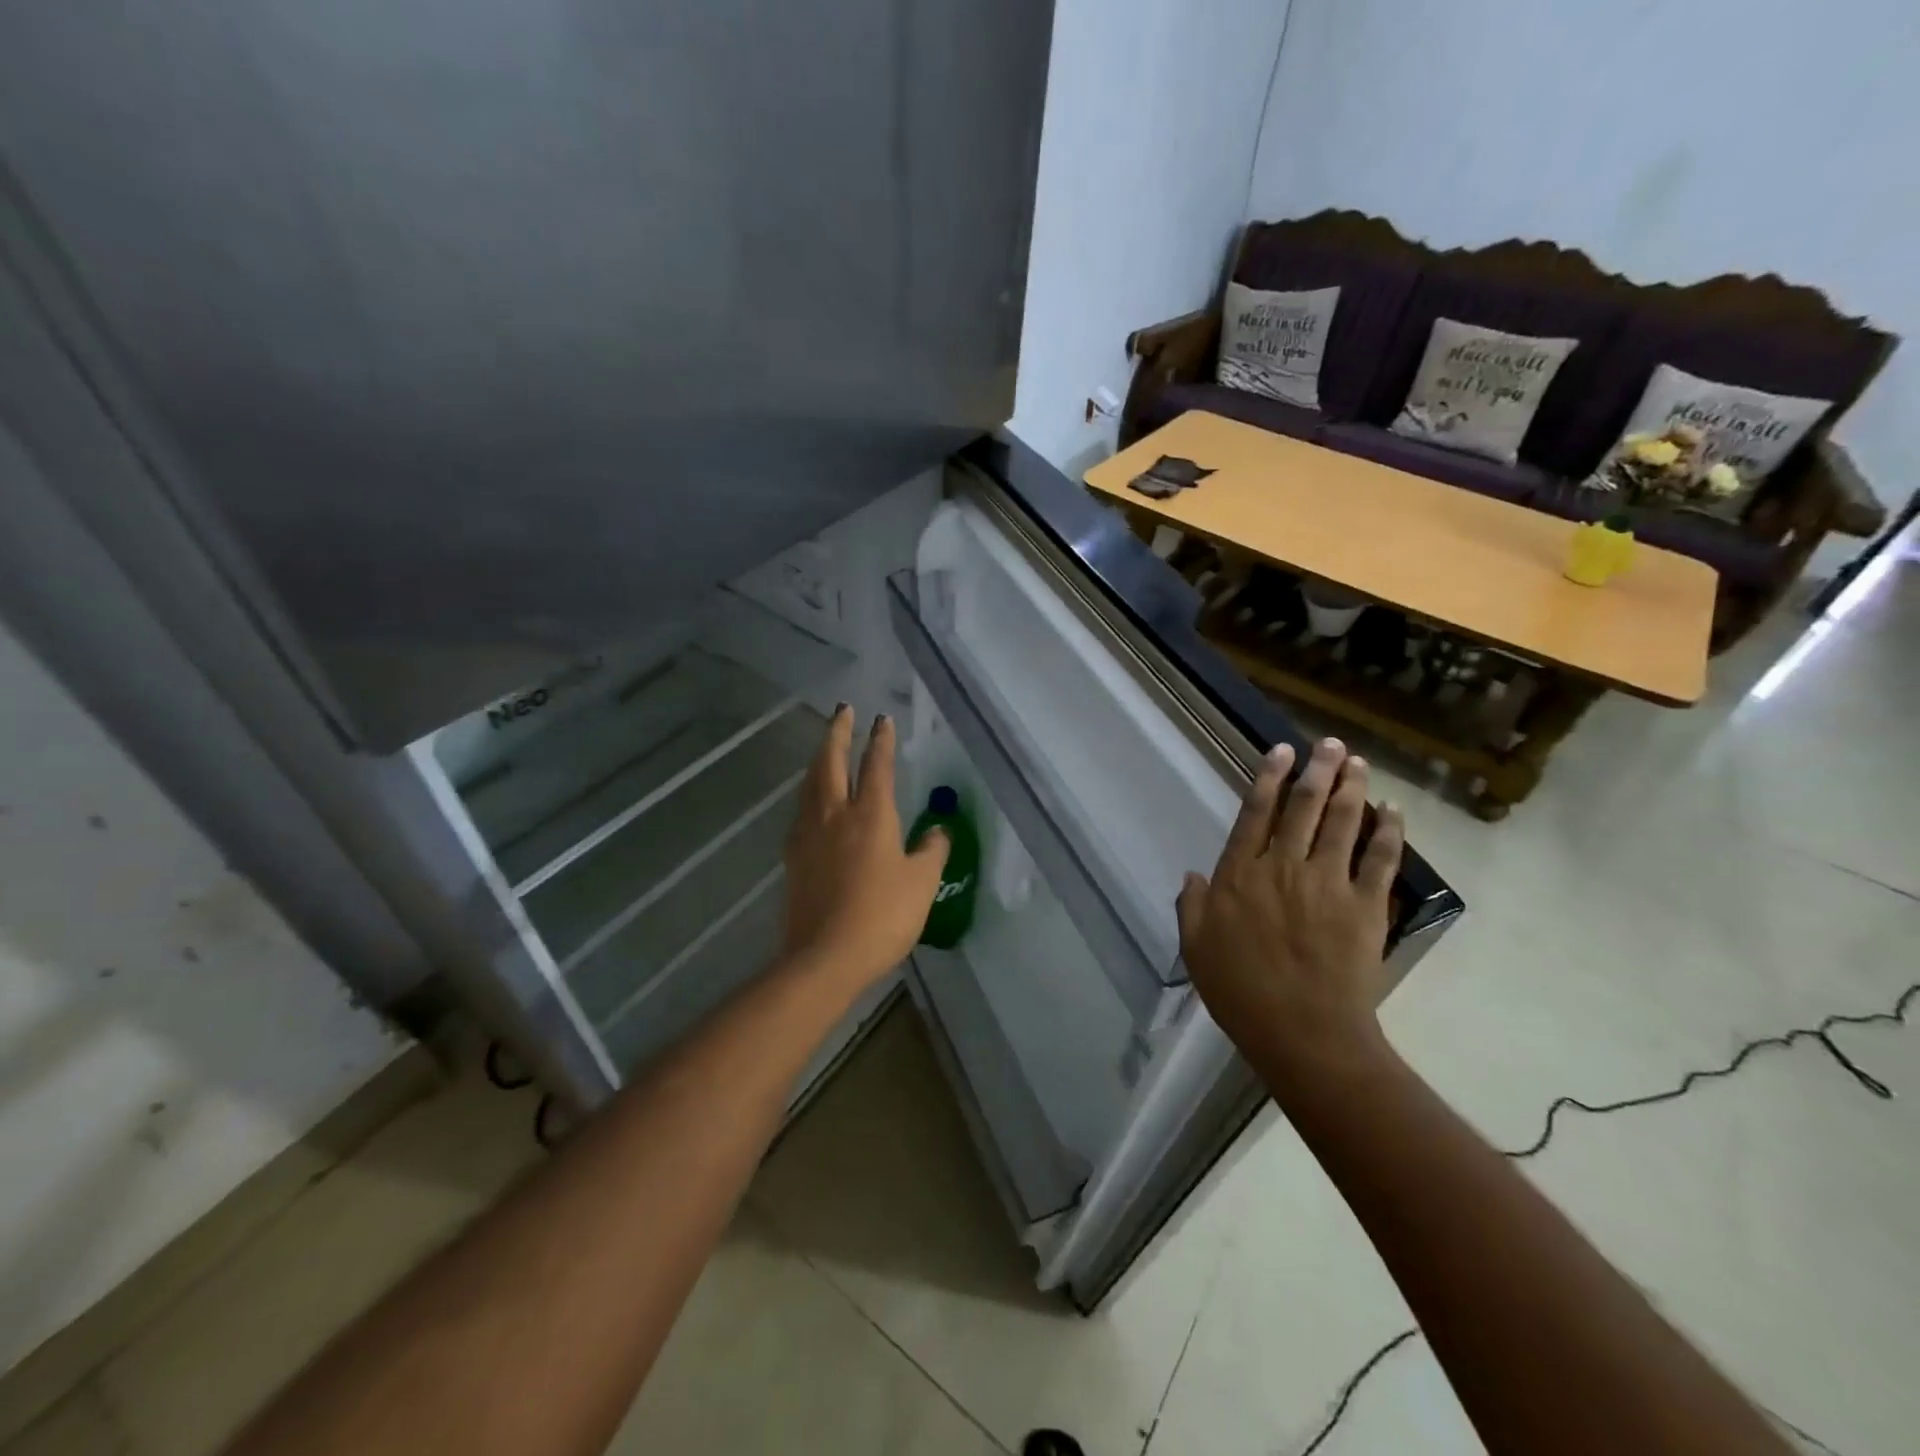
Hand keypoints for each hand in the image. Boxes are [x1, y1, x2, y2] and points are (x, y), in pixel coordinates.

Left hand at [780, 706, 949, 999]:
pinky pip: (801, 809)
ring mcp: (809, 834)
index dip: (880, 740)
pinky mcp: (793, 856)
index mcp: (870, 815)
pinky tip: (812, 799)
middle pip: (831, 761)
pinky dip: (809, 790)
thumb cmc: (883, 917)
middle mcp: (835, 814)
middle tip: (842, 710)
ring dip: (819, 757)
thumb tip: (938, 831)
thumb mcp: (921, 884)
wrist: (825, 957)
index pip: (876, 766)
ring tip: (825, 746)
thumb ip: (932, 851)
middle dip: (837, 732)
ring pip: (810, 782)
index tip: (881, 719)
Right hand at [1176, 738, 1403, 1101]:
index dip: (1269, 779)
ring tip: (1357, 762)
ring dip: (1351, 788)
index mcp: (1241, 874)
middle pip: (1303, 807)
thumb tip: (1194, 874)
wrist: (1302, 1031)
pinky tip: (1393, 810)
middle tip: (1329, 744)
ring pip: (1342, 822)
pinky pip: (1380, 859)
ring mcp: (1329, 883)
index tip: (1281, 752)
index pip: (1256, 814)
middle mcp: (1284, 866)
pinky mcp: (1366, 905)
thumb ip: (1190, 905)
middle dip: (1317, 770)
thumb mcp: (1196, 948)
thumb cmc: (1241, 990)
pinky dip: (1388, 830)